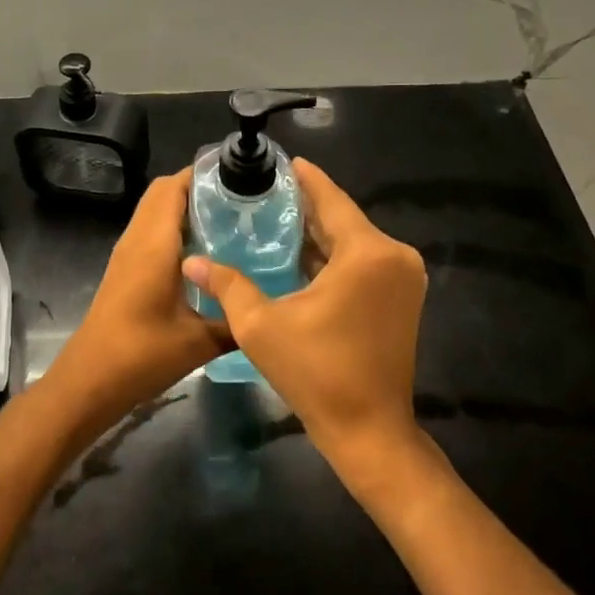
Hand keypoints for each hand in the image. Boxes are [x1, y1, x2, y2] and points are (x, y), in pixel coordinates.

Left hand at [46, 170, 225, 435]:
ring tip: (228, 221)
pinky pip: (150, 230)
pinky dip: (174, 227)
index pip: (174, 186)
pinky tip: (204, 252)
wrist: (90, 379)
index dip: (204, 175)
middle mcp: (137, 238)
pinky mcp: (124, 268)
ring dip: (185, 207)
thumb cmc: (142, 354)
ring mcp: (127, 252)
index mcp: (154, 243)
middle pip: (163, 192)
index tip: (240, 179)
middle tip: (240, 201)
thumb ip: (236, 321)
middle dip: (199, 188)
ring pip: (154, 211)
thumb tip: (270, 310)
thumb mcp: (200, 342)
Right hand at [181, 159, 426, 470]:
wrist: (369, 432)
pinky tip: (299, 254)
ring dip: (318, 233)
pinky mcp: (402, 298)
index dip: (306, 179)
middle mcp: (394, 256)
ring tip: (275, 219)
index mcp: (367, 253)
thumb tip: (190, 261)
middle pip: (343, 219)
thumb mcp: (261, 325)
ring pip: (353, 242)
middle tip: (266, 193)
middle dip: (306, 207)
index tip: (283, 161)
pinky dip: (334, 257)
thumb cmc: (316, 374)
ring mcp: (403, 278)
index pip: (332, 200)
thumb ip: (227, 285)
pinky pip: (363, 263)